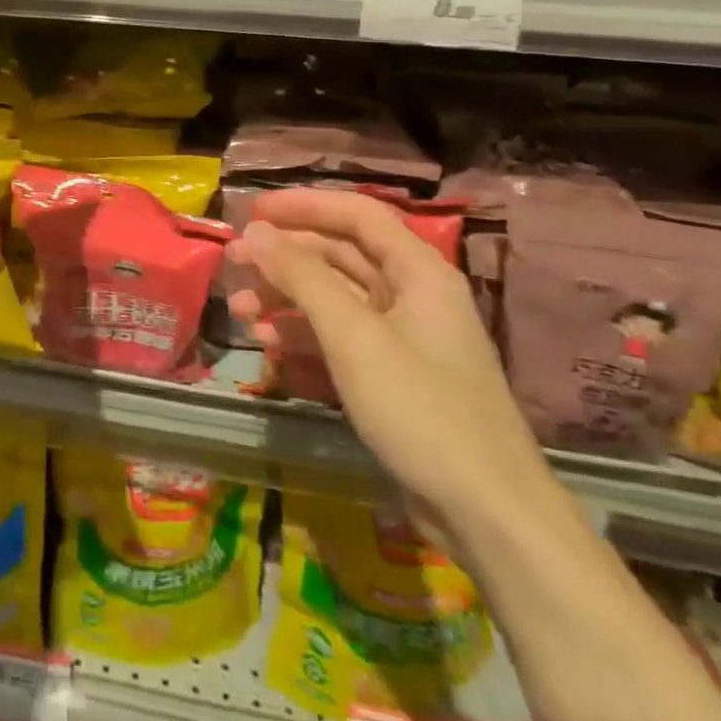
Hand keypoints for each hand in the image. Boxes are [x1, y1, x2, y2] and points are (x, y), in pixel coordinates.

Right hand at [227, 188, 550, 532]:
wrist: (487, 515)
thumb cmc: (421, 409)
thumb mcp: (354, 337)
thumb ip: (302, 277)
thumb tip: (257, 231)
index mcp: (418, 272)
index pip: (357, 214)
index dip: (304, 205)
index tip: (253, 209)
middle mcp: (411, 295)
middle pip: (339, 254)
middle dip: (284, 255)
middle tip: (233, 260)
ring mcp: (401, 337)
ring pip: (333, 297)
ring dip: (285, 297)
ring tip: (240, 310)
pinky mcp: (391, 375)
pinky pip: (338, 337)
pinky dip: (302, 335)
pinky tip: (267, 346)